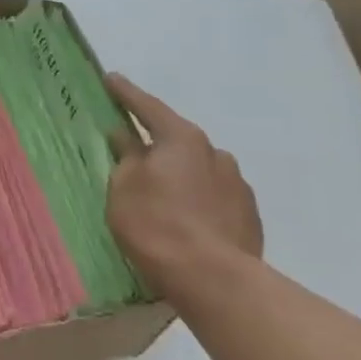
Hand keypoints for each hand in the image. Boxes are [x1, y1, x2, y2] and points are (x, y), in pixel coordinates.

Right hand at [104, 71, 263, 302]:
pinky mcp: (249, 217)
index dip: (126, 94)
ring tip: (162, 196)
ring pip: (199, 170)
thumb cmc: (157, 224)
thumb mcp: (124, 187)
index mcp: (182, 139)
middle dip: (157, 144)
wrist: (214, 281)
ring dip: (180, 175)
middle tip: (135, 152)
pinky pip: (214, 198)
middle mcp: (215, 153)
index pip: (148, 107)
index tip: (111, 79)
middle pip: (178, 140)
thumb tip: (125, 136)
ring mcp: (237, 186)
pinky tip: (186, 220)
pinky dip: (197, 200)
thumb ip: (125, 157)